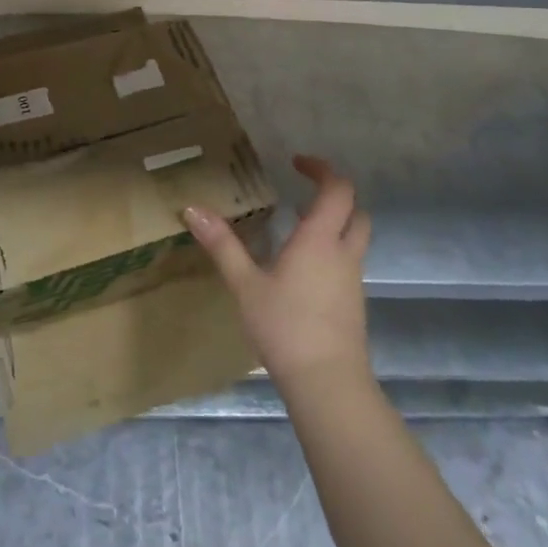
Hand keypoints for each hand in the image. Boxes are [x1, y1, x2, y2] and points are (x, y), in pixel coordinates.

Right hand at [185, 155, 370, 389]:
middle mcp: (343, 253)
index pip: (337, 189)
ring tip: (297, 225)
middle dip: (334, 194)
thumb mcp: (245, 284)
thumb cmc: (286, 327)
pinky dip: (332, 250)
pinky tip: (302, 268)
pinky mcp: (353, 303)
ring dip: (334, 223)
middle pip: (355, 210)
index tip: (297, 163)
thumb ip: (222, 245)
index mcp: (319, 239)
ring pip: (354, 237)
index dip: (322, 170)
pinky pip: (348, 262)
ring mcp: (353, 280)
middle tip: (303, 191)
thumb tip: (192, 209)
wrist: (328, 384)